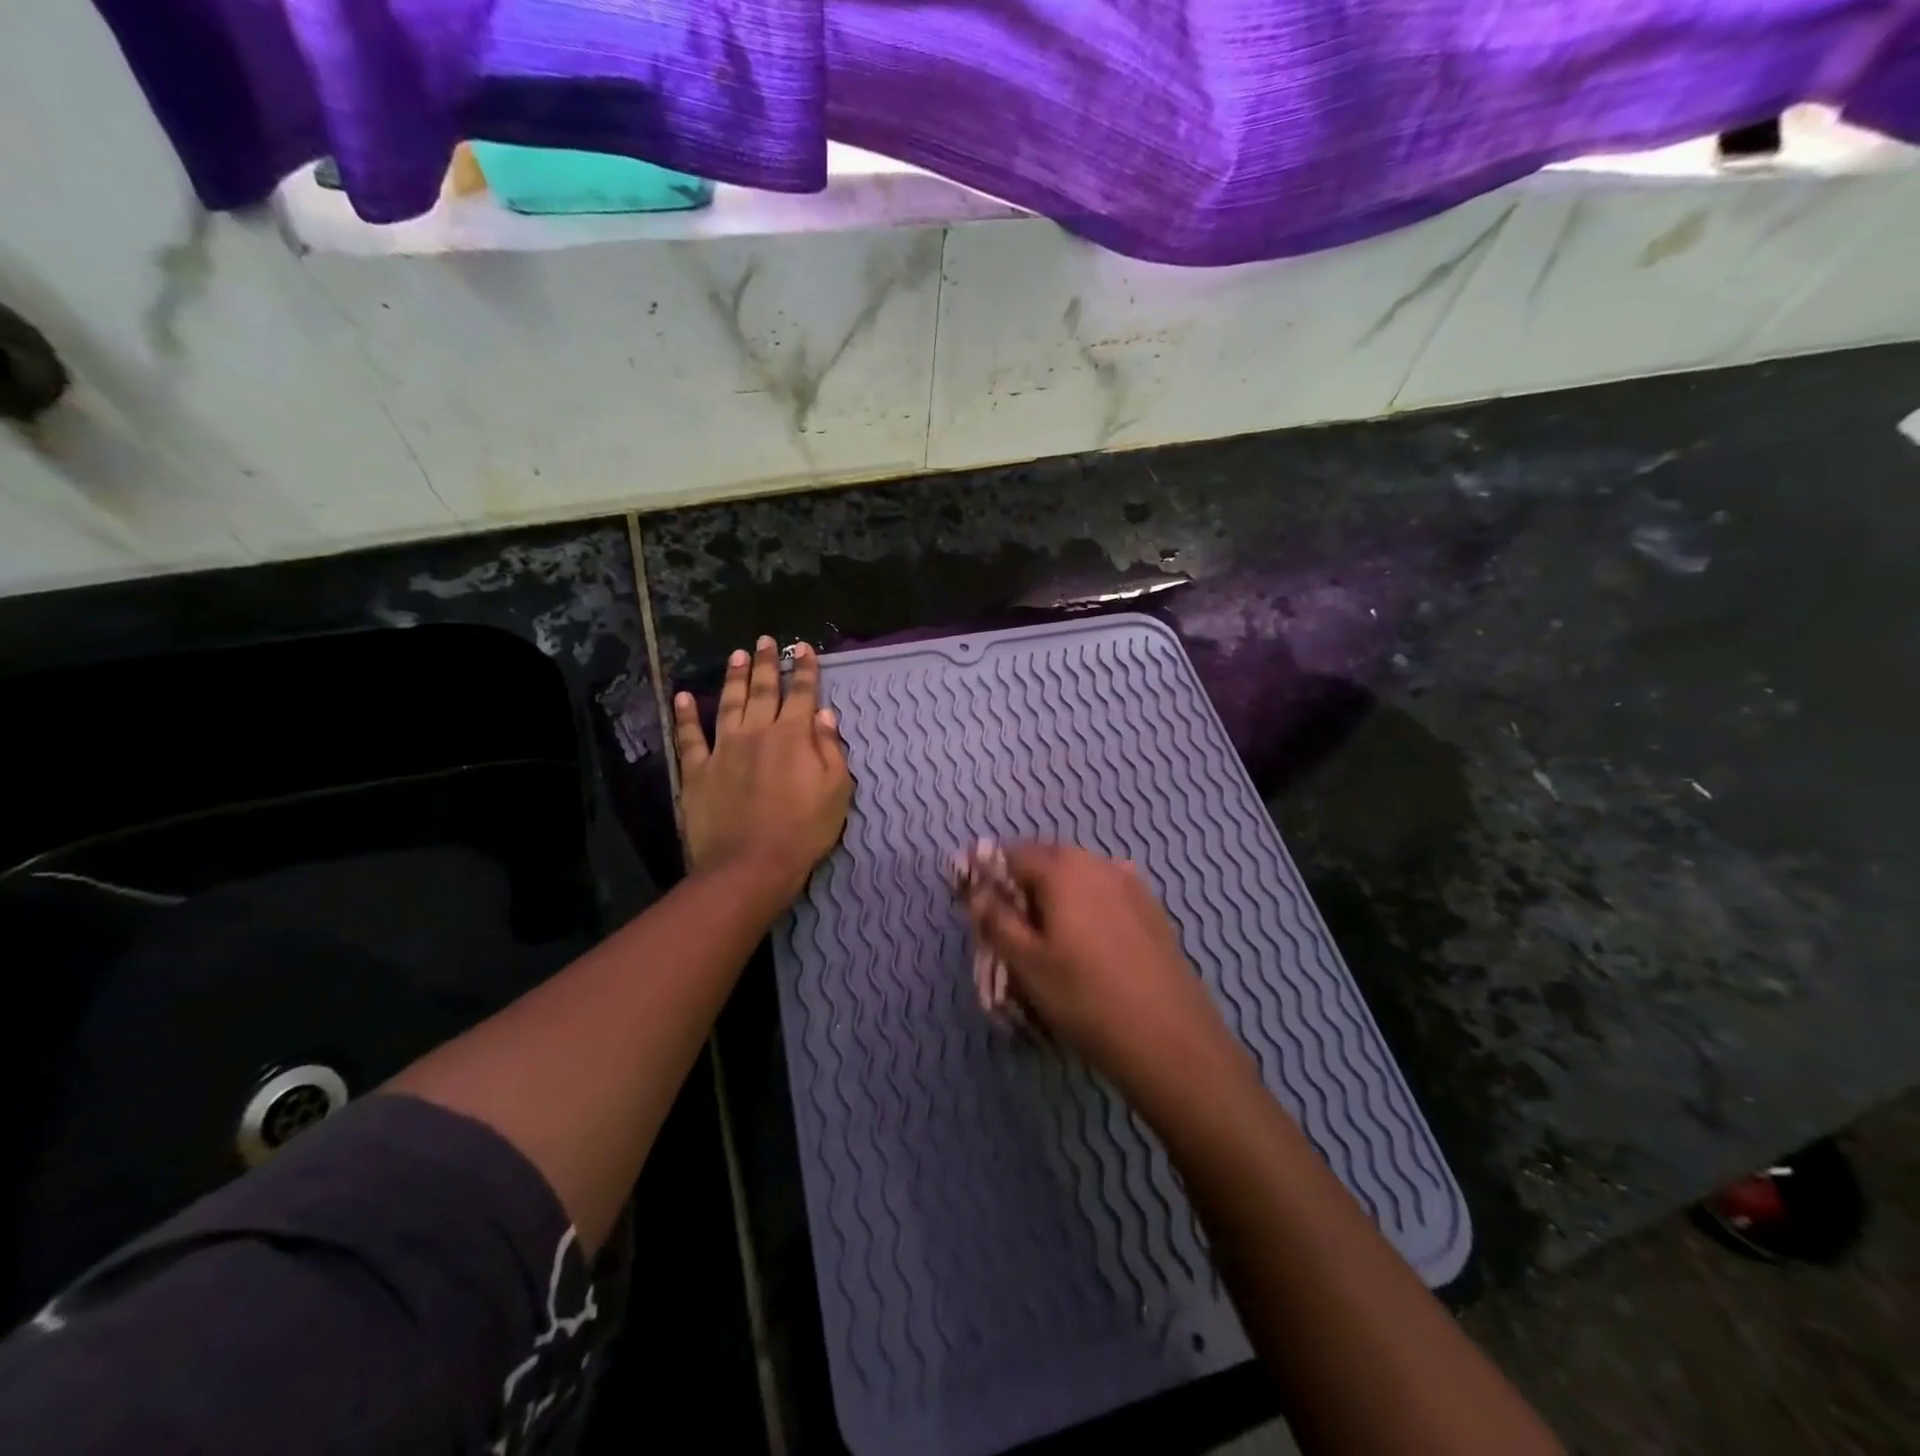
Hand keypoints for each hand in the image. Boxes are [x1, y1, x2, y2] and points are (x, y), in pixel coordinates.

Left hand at [673, 637, 851, 897]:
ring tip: (736, 655)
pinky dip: (686, 715)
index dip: (804, 669)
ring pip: (728, 703)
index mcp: (793, 737)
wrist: (750, 866)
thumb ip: (830, 749)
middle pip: (762, 690)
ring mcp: (723, 749)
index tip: (803, 647)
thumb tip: (824, 715)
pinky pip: (689, 737)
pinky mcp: (697, 771)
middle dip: (766, 663)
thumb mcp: (836, 792)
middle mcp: (757, 733)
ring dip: (733, 677)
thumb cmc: (802, 831)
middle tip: (765, 640)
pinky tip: (683, 696)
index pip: (801, 694)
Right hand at [964, 843, 1233, 1085]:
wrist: (1169, 1037)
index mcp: (1062, 869)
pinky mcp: (1152, 909)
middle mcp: (1097, 863)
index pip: (1012, 854)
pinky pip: (1106, 893)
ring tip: (1047, 936)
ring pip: (1079, 876)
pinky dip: (1087, 905)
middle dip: (1023, 882)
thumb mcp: (1027, 963)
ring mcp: (1130, 884)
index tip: (975, 900)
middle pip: (1048, 860)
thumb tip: (976, 891)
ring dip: (1056, 894)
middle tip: (1009, 922)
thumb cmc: (1085, 997)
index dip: (989, 873)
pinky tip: (1088, 941)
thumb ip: (996, 920)